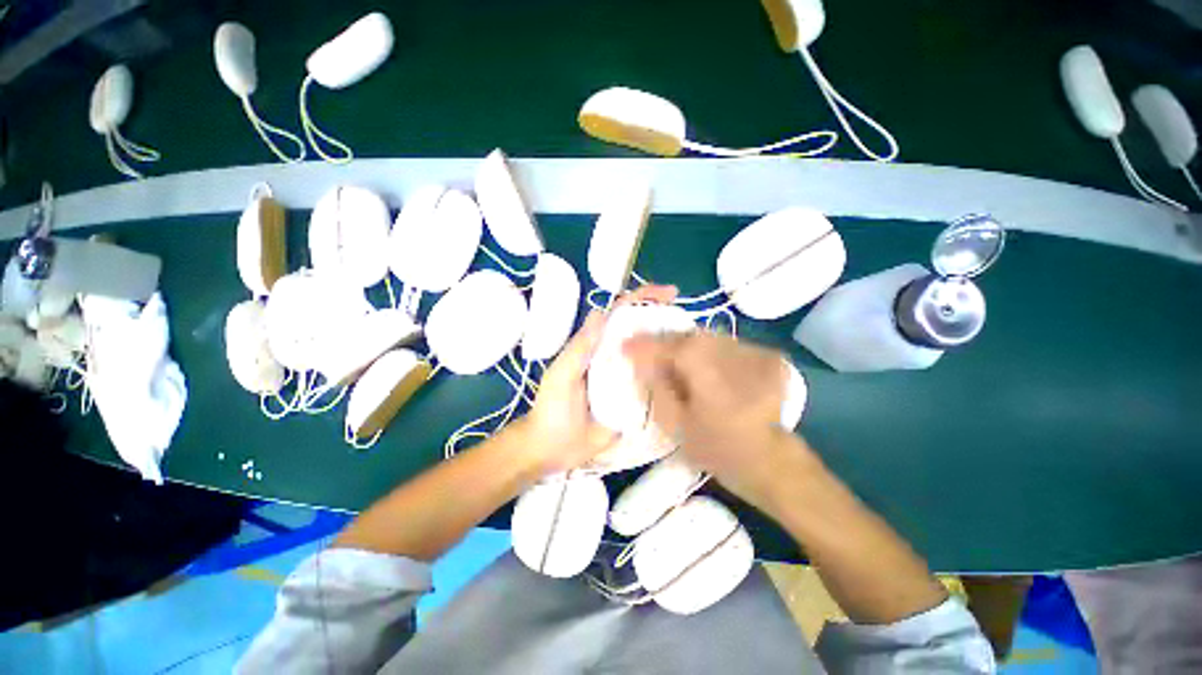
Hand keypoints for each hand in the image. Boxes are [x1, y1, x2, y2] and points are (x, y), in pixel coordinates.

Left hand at [519, 284, 678, 475]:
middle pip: (642, 331)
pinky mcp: (636, 401)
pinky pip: (655, 385)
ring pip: (652, 356)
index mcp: (597, 345)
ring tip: (698, 347)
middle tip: (691, 324)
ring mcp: (628, 379)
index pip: (621, 314)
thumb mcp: (562, 375)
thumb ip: (579, 347)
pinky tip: (688, 379)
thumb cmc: (552, 407)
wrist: (554, 449)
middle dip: (666, 320)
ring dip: (671, 348)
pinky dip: (670, 378)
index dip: (643, 299)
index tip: (670, 294)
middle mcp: (616, 357)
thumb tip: (600, 312)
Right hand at [623, 332, 813, 511]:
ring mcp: (754, 352)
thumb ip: (656, 388)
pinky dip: (709, 351)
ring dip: (687, 344)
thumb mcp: (675, 425)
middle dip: (665, 341)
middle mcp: (732, 352)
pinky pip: (727, 346)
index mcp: (707, 371)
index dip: (643, 345)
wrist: (772, 462)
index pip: (668, 346)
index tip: (624, 346)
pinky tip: (702, 366)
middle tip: (647, 351)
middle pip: (689, 336)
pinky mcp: (767, 356)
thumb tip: (642, 363)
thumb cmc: (718, 450)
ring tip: (672, 358)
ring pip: (708, 338)